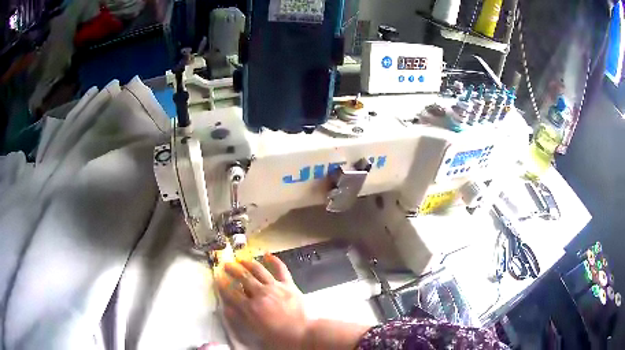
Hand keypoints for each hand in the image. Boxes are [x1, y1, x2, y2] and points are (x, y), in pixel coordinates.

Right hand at [216, 253, 308, 349]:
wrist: (302, 333)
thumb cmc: (278, 336)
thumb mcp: (255, 331)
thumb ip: (240, 318)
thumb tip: (226, 308)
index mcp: (251, 307)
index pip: (232, 293)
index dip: (223, 285)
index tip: (217, 278)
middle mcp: (261, 294)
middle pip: (243, 277)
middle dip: (233, 269)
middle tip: (226, 265)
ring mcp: (275, 287)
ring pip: (258, 270)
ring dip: (248, 263)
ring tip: (241, 259)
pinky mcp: (288, 284)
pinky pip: (281, 269)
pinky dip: (274, 261)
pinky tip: (267, 255)